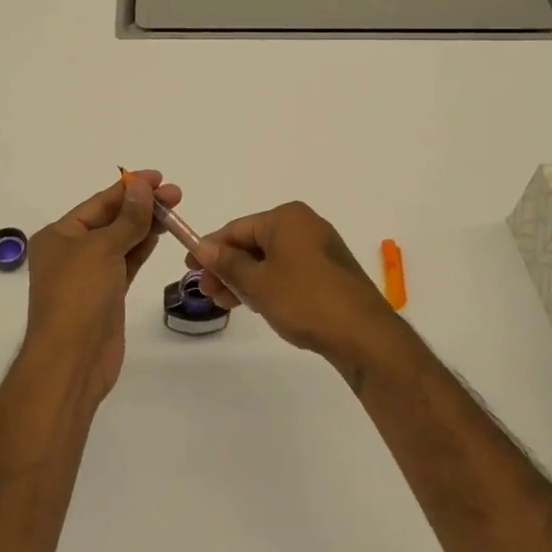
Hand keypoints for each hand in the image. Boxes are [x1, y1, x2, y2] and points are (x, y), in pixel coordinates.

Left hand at [24, 169, 181, 406]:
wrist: (72, 361)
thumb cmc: (79, 296)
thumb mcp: (102, 249)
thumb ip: (128, 218)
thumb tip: (142, 186)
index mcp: (59, 235)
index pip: (99, 203)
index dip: (129, 188)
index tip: (159, 177)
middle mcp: (72, 252)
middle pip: (112, 220)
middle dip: (142, 205)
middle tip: (176, 195)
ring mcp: (90, 275)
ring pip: (122, 241)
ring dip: (146, 225)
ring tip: (175, 211)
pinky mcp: (107, 296)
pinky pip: (127, 263)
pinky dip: (142, 248)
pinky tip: (160, 235)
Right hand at [190, 202, 396, 371]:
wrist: (363, 334)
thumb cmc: (305, 300)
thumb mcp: (258, 282)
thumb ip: (228, 263)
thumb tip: (203, 247)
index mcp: (286, 217)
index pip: (237, 228)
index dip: (211, 248)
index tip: (189, 268)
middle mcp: (304, 225)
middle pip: (254, 242)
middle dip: (228, 267)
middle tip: (208, 293)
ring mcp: (319, 248)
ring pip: (270, 259)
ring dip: (246, 279)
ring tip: (226, 304)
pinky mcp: (328, 272)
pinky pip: (288, 270)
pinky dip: (269, 284)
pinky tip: (256, 304)